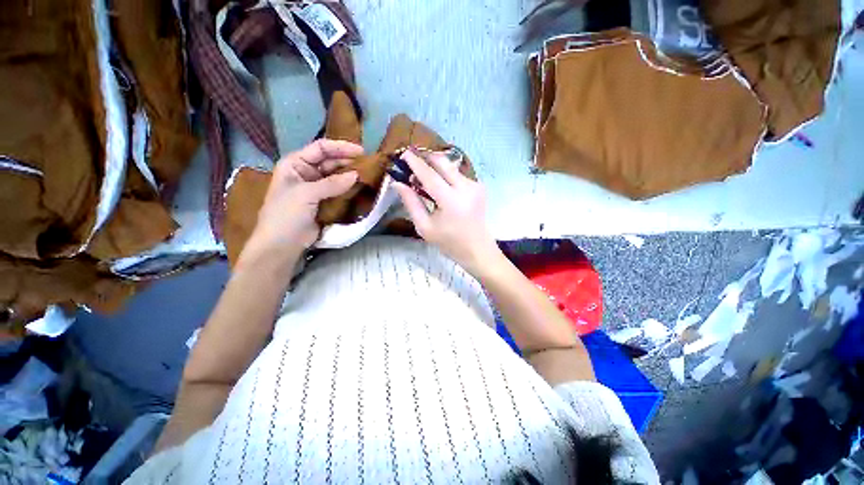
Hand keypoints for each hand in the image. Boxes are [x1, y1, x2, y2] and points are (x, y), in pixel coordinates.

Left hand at [240, 139, 362, 268]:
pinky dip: (349, 189)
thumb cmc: (286, 215)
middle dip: (348, 161)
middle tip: (368, 165)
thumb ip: (331, 184)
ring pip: (336, 176)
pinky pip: (339, 191)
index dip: (340, 147)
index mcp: (295, 164)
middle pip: (330, 161)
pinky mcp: (325, 201)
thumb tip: (356, 175)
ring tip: (368, 175)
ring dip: (350, 175)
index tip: (361, 151)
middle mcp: (306, 172)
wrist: (282, 244)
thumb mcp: (306, 194)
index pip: (320, 148)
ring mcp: (316, 188)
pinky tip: (361, 188)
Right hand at [394, 148, 500, 274]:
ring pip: (451, 167)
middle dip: (427, 157)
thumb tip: (398, 183)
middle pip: (443, 163)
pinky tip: (440, 185)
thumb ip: (411, 203)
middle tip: (413, 158)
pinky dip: (447, 175)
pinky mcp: (479, 187)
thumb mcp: (425, 227)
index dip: (415, 163)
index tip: (404, 153)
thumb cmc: (449, 243)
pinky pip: (459, 175)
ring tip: (424, 175)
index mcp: (451, 201)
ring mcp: (475, 186)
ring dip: (437, 167)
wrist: (478, 250)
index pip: (430, 175)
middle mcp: (466, 188)